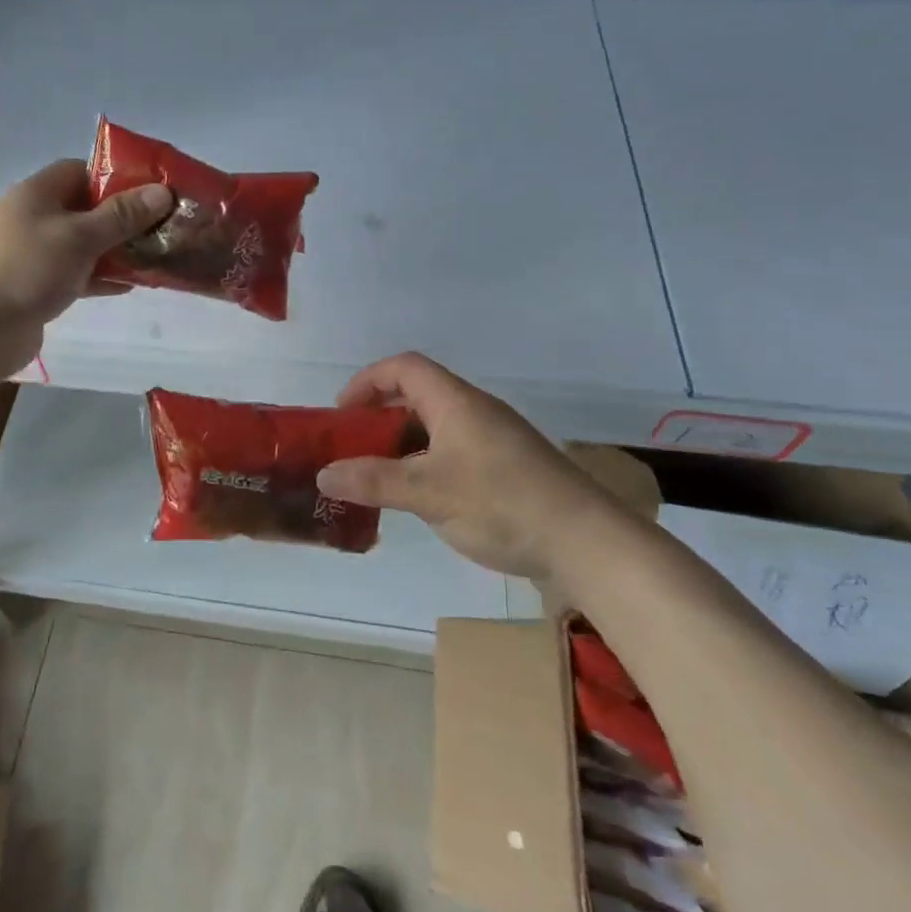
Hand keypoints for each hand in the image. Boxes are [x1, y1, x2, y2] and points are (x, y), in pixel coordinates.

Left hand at [0, 159, 172, 376]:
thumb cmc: (28, 269)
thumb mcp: (81, 237)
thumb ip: (123, 215)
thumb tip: (163, 191)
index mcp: (37, 193)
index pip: (81, 171)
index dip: (117, 177)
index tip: (152, 191)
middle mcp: (33, 218)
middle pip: (85, 208)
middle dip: (123, 217)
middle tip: (162, 227)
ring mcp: (33, 254)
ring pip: (83, 245)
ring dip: (115, 250)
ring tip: (155, 257)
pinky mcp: (36, 287)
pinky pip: (76, 274)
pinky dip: (100, 277)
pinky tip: (130, 286)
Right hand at [315, 352, 617, 578]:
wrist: (587, 544)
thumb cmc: (502, 504)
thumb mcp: (428, 493)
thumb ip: (373, 481)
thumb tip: (323, 473)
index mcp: (456, 402)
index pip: (404, 367)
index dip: (367, 381)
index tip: (342, 413)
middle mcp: (476, 412)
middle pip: (418, 395)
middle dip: (380, 415)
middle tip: (353, 446)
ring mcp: (495, 440)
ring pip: (436, 427)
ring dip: (402, 443)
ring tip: (378, 475)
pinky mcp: (507, 469)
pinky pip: (454, 452)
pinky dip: (426, 464)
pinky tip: (420, 498)